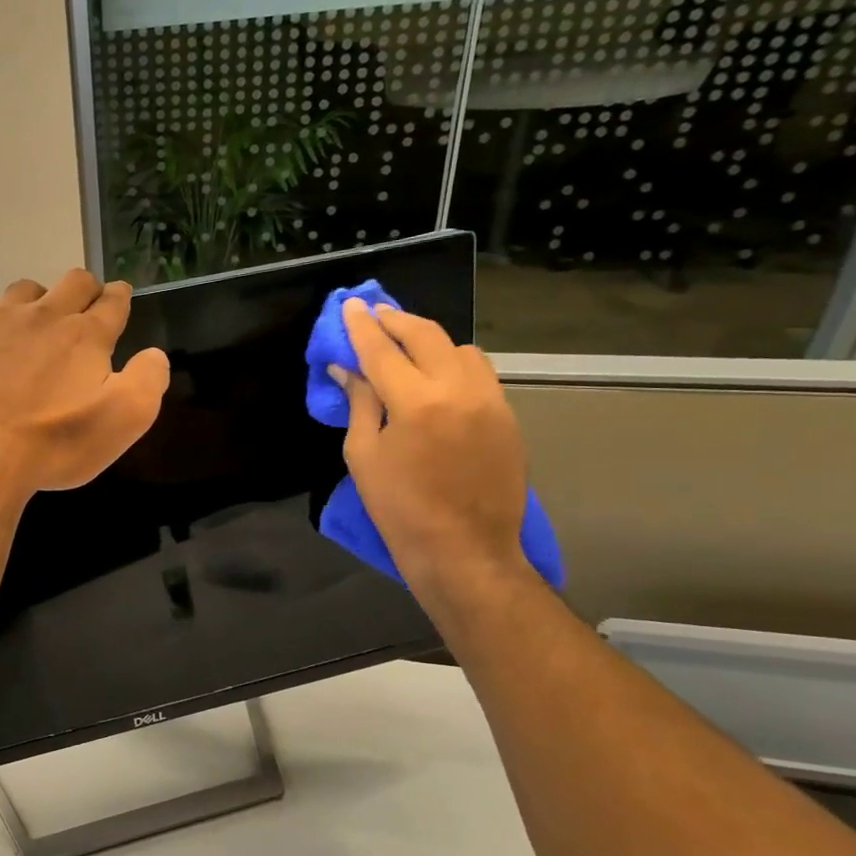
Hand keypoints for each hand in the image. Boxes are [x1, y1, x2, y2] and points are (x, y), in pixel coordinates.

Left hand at [0, 271, 169, 501]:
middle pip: (73, 281)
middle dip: (88, 289)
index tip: (121, 297)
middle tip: (89, 306)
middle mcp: (45, 315)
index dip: (120, 297)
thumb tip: (154, 354)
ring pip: (27, 289)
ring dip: (42, 298)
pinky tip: (0, 337)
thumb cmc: (57, 440)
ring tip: (41, 321)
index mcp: (86, 334)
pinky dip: (1, 316)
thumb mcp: (125, 419)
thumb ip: (148, 379)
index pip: (113, 301)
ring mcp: (0, 323)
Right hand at [336, 299, 529, 598]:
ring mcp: (490, 401)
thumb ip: (360, 404)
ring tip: (407, 346)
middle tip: (376, 314)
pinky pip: (480, 373)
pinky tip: (436, 377)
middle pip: (427, 336)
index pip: (382, 350)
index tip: (351, 305)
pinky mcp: (507, 417)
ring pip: (461, 349)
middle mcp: (458, 390)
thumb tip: (348, 369)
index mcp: (416, 402)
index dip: (362, 326)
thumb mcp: (364, 455)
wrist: (465, 549)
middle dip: (397, 320)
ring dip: (430, 340)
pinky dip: (454, 363)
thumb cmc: (399, 508)